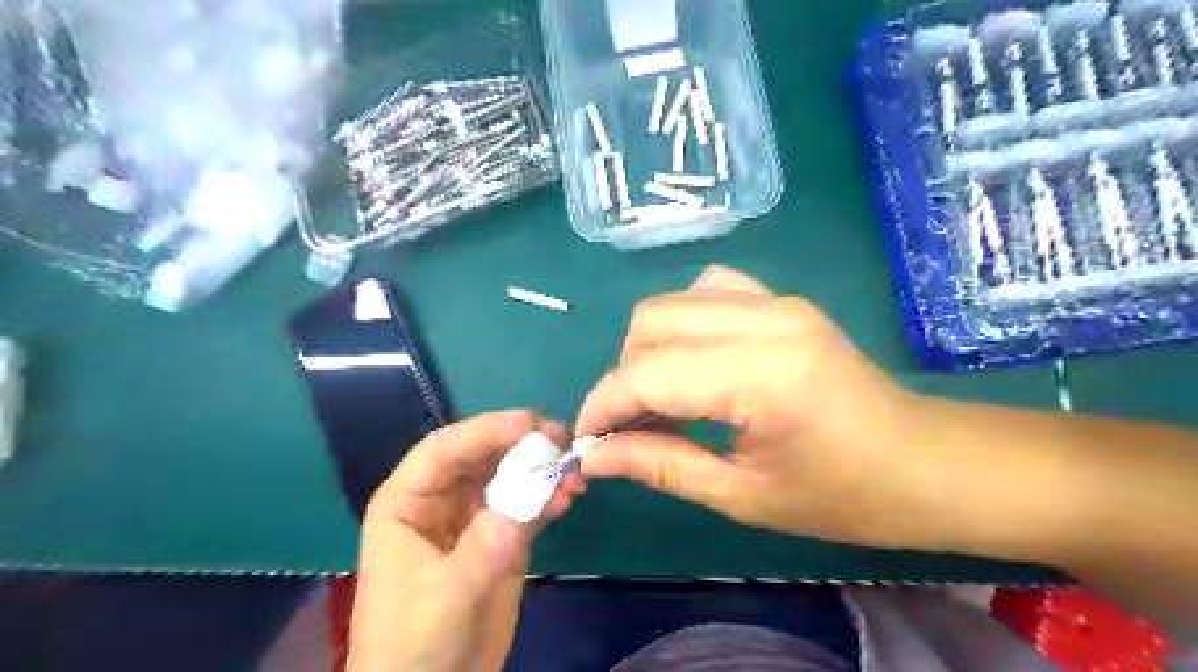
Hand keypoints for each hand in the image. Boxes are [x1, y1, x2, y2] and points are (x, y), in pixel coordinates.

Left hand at [343, 410, 586, 670]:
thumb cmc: (412, 645)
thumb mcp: (443, 599)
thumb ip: (481, 550)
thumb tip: (523, 506)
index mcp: (408, 502)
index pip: (444, 450)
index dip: (484, 430)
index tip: (529, 423)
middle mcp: (442, 500)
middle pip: (482, 456)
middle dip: (520, 443)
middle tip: (563, 437)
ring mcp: (475, 517)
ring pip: (509, 476)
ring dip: (541, 469)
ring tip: (575, 470)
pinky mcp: (502, 537)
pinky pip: (527, 505)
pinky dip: (549, 497)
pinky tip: (570, 496)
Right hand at [576, 264, 949, 550]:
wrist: (927, 463)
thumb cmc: (844, 496)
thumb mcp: (743, 495)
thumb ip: (661, 466)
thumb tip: (594, 456)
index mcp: (761, 376)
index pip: (648, 373)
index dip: (603, 405)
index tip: (587, 440)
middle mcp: (766, 320)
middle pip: (651, 321)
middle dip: (624, 374)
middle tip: (631, 425)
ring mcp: (779, 301)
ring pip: (674, 301)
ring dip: (651, 346)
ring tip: (663, 395)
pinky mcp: (785, 301)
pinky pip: (711, 291)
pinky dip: (686, 323)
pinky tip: (699, 361)